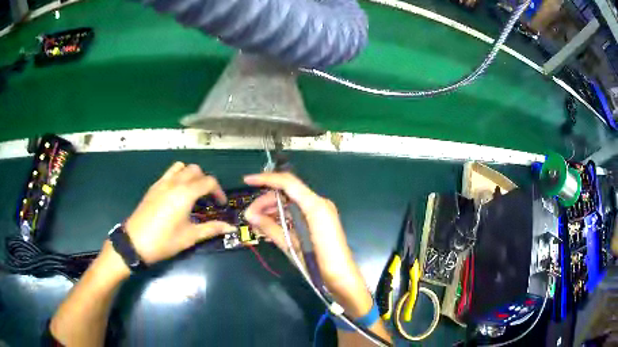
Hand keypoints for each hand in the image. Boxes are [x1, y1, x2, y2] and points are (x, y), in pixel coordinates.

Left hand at [125, 162, 236, 263]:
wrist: (135, 242)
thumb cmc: (164, 241)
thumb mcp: (190, 237)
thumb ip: (211, 229)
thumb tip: (231, 228)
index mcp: (185, 193)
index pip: (209, 182)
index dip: (219, 192)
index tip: (220, 205)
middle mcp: (175, 182)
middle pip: (196, 170)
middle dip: (206, 182)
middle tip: (207, 199)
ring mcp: (162, 182)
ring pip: (181, 167)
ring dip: (191, 175)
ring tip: (192, 192)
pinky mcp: (154, 186)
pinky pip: (169, 173)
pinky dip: (178, 176)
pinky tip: (177, 194)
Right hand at [244, 172, 372, 316]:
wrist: (340, 277)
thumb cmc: (317, 262)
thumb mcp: (291, 244)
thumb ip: (270, 227)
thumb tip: (250, 215)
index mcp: (315, 205)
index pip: (287, 183)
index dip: (266, 179)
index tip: (247, 181)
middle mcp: (318, 203)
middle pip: (287, 193)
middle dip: (266, 201)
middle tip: (249, 215)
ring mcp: (320, 212)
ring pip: (290, 203)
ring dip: (272, 210)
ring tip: (255, 222)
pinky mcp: (318, 221)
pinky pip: (296, 213)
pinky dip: (282, 217)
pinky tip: (268, 225)